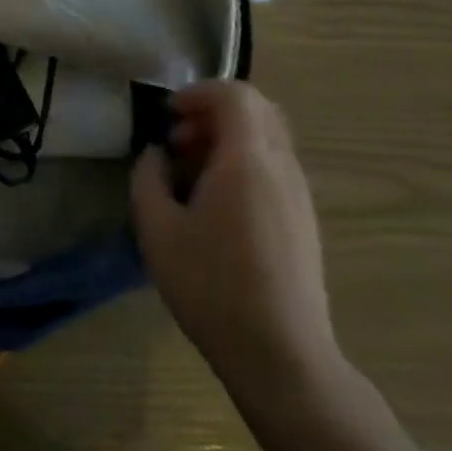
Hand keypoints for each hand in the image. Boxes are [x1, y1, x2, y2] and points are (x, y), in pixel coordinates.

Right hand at [131, 81, 339, 394]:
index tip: (168, 117)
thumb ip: (147, 178)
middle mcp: (282, 168)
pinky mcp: (304, 221)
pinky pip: (274, 168)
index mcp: (248, 161)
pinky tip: (216, 206)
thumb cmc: (212, 287)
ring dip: (227, 141)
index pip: (237, 94)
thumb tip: (156, 156)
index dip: (198, 93)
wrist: (282, 357)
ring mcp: (299, 195)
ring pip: (267, 140)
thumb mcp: (157, 230)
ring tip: (191, 177)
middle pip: (257, 110)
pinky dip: (243, 165)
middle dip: (212, 114)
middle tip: (178, 144)